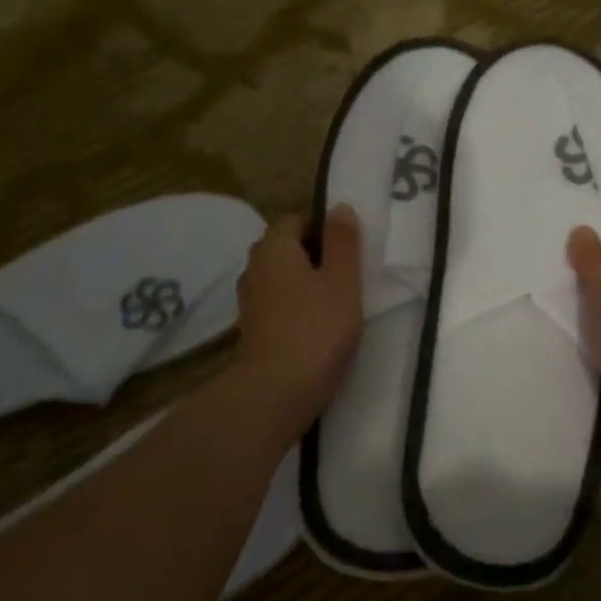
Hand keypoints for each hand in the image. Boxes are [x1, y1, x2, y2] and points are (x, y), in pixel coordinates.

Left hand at [234, 205, 363, 433]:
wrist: (276, 392)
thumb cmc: (316, 329)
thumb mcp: (342, 280)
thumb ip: (343, 242)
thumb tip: (339, 208)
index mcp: (274, 247)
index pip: (295, 220)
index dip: (323, 228)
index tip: (350, 250)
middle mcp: (254, 268)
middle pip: (286, 249)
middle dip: (316, 256)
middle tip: (349, 276)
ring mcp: (250, 301)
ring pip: (282, 279)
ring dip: (307, 285)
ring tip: (338, 303)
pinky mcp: (254, 330)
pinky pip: (279, 306)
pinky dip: (297, 309)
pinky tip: (319, 327)